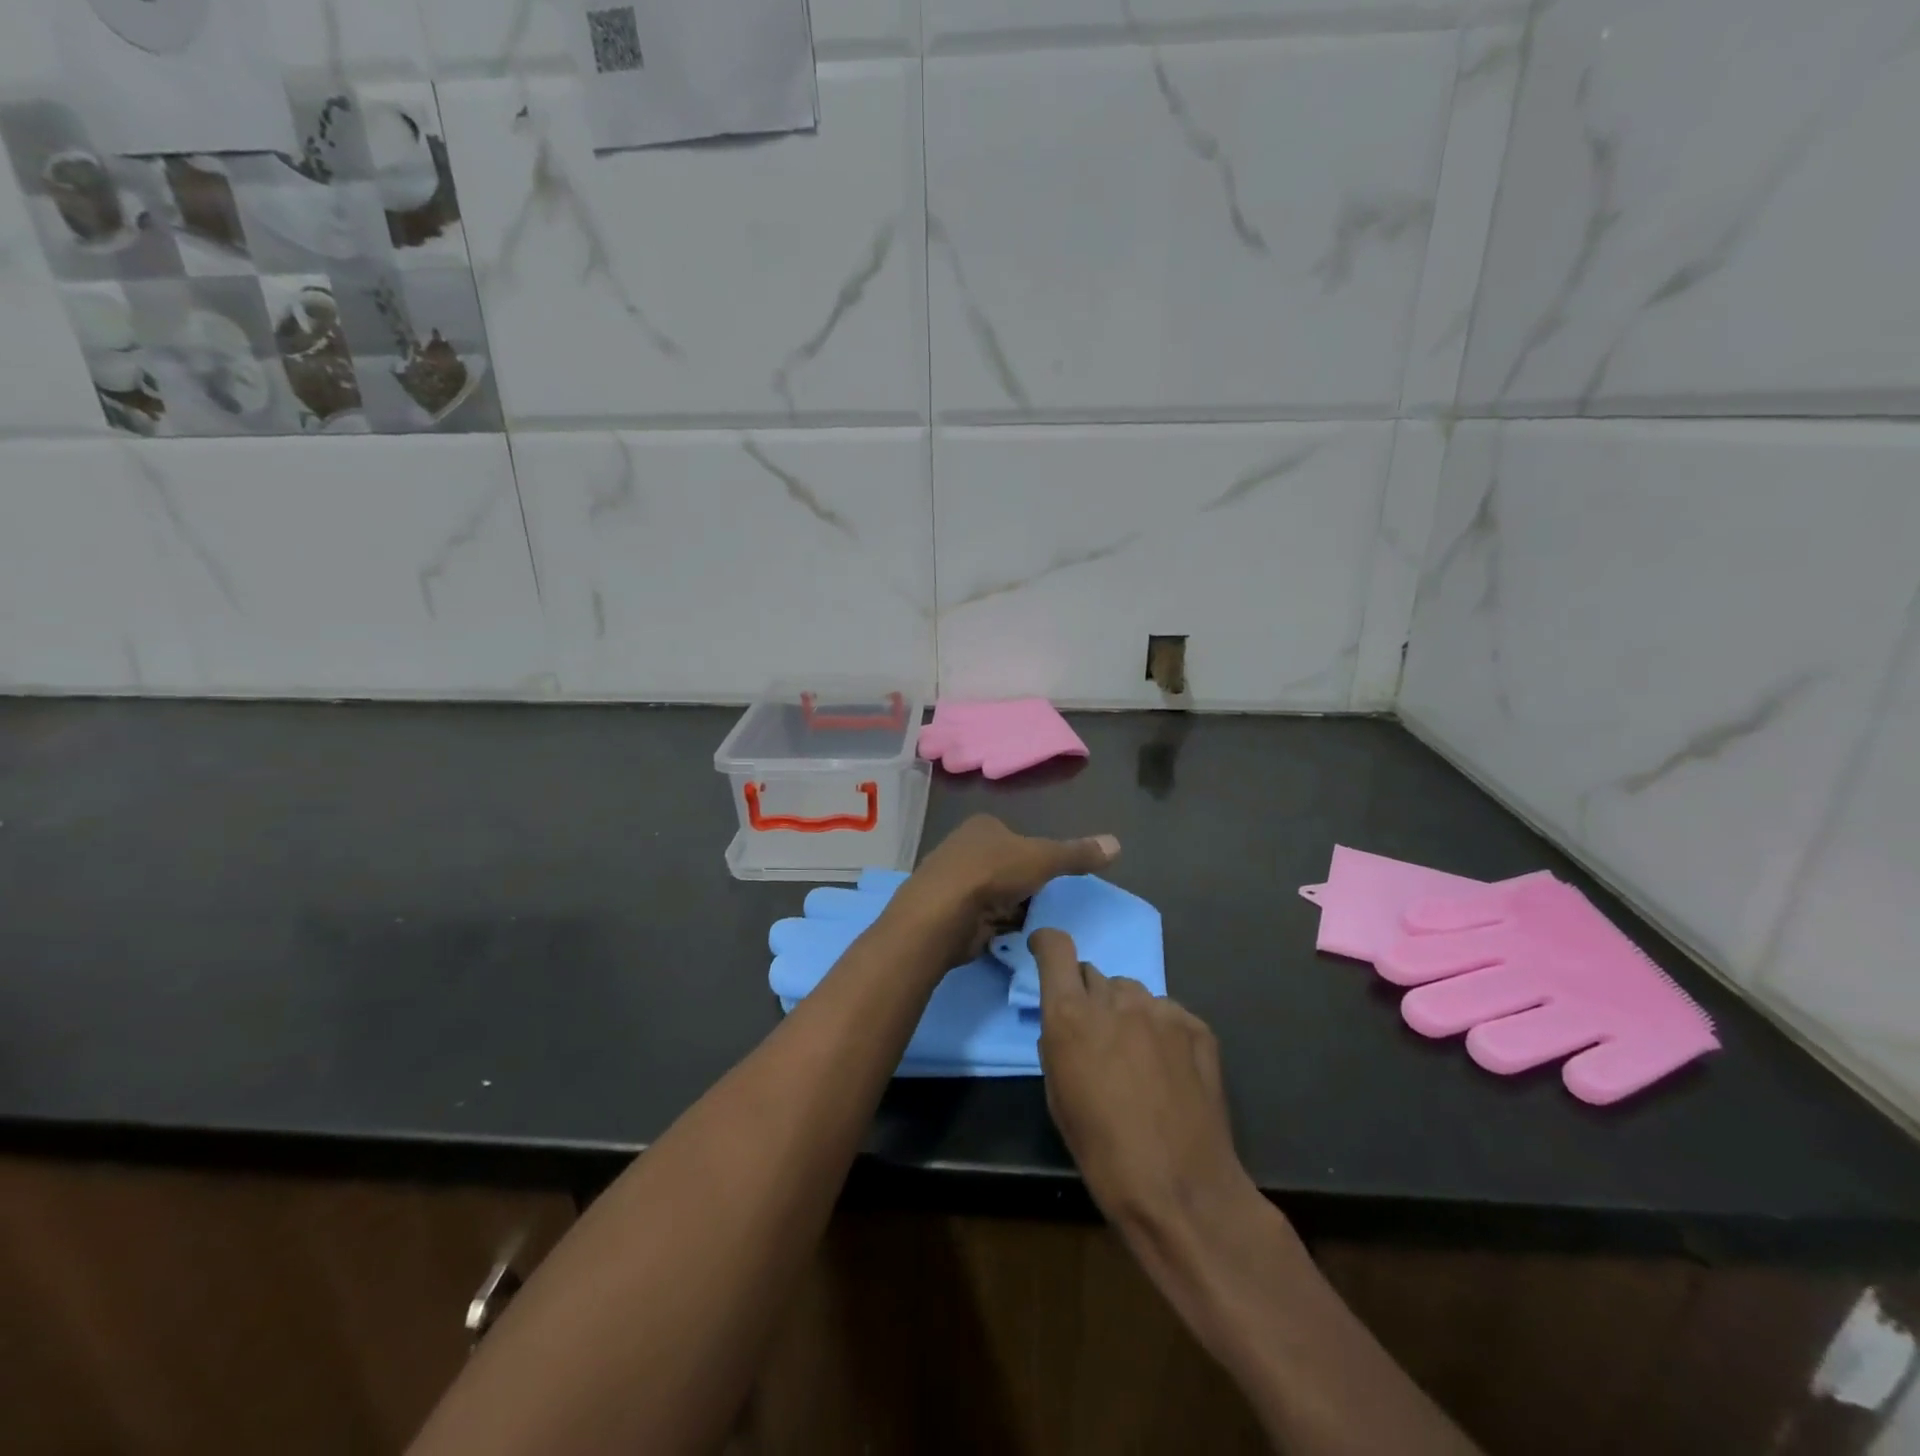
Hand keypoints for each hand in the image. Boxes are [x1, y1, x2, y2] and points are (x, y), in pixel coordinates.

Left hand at [888, 815, 1119, 968]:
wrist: (941, 914)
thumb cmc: (992, 874)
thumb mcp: (1043, 859)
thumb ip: (1077, 854)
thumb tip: (1118, 844)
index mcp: (983, 826)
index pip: (1017, 838)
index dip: (1036, 857)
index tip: (1050, 877)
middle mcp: (964, 849)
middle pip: (1006, 867)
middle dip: (1023, 886)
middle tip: (1045, 904)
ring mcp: (954, 882)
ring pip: (995, 895)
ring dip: (1011, 909)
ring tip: (1031, 924)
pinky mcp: (949, 914)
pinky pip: (983, 919)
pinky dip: (997, 927)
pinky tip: (1009, 937)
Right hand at [1032, 928, 1252, 1240]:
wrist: (1181, 1188)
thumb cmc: (1103, 1152)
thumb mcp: (1058, 1098)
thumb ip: (1058, 1044)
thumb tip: (1066, 1025)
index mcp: (1071, 1016)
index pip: (1056, 949)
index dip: (1047, 943)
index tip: (1044, 950)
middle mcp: (1115, 1001)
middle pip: (1095, 976)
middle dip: (1090, 999)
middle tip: (1098, 1039)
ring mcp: (1160, 1010)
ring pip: (1132, 994)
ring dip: (1126, 1014)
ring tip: (1137, 1059)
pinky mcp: (1196, 1025)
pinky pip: (1167, 1013)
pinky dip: (1161, 1031)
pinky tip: (1169, 1071)